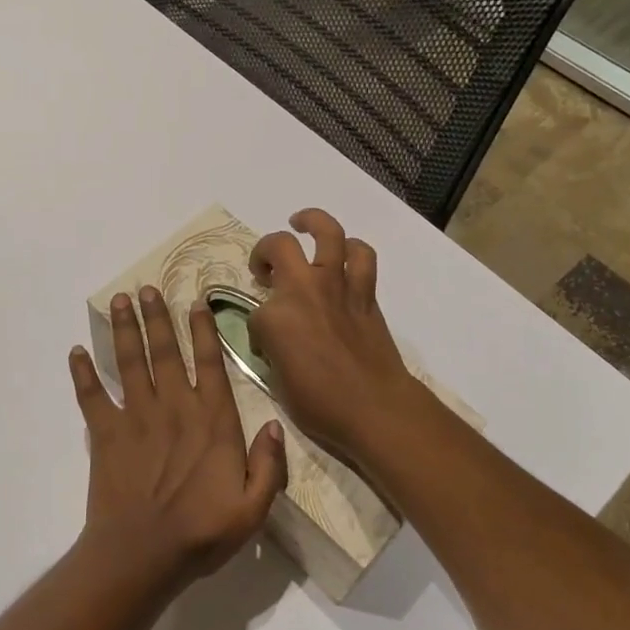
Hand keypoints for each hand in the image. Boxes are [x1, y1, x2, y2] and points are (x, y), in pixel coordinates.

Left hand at [69, 287, 287, 584]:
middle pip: (164, 352)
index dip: (203, 330)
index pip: (209, 364)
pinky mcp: (106, 434)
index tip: (195, 301)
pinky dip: (82, 374)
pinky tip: (74, 352)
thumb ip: (268, 466)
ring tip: (119, 300)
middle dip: (156, 317)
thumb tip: (276, 426)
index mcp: (212, 421)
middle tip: (147, 287)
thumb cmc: (201, 534)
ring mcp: (136, 418)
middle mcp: (174, 408)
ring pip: (129, 363)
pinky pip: (91, 397)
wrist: (141, 557)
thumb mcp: (253, 509)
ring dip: (124, 329)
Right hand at [245, 208, 427, 457]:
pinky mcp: (365, 292)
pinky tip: (343, 252)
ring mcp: (337, 285)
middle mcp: (303, 290)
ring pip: (327, 233)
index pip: (254, 312)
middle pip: (278, 246)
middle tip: (265, 267)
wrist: (374, 408)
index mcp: (274, 317)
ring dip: (312, 221)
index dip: (258, 329)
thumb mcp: (277, 382)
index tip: (265, 345)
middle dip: (265, 252)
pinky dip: (352, 249)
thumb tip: (275, 338)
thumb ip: (271, 349)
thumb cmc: (319, 405)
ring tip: (301, 223)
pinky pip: (361, 257)